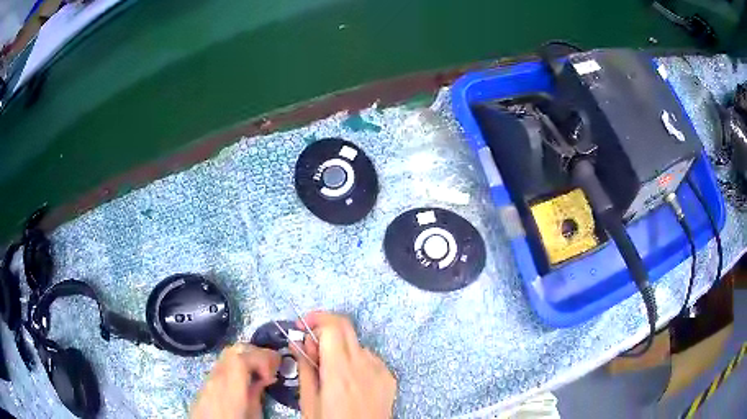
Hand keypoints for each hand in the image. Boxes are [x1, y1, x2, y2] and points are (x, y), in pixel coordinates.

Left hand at [191, 343, 280, 418]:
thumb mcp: (252, 417)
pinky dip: (237, 364)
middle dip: (257, 353)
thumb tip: (263, 381)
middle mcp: (216, 378)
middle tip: (272, 368)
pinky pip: (222, 364)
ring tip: (260, 373)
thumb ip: (256, 396)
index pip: (241, 359)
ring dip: (247, 357)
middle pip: (234, 350)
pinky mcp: (205, 382)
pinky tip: (245, 378)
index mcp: (229, 390)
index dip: (261, 358)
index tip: (274, 373)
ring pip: (227, 354)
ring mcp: (208, 378)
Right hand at [292, 312, 396, 418]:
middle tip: (310, 345)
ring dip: (340, 347)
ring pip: (357, 344)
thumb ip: (305, 368)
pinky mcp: (389, 377)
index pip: (333, 326)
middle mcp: (364, 364)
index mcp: (340, 371)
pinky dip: (355, 360)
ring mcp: (381, 370)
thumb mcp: (309, 402)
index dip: (315, 319)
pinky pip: (370, 358)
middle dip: (325, 327)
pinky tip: (348, 380)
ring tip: (329, 370)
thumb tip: (300, 342)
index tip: (301, 327)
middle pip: (346, 327)